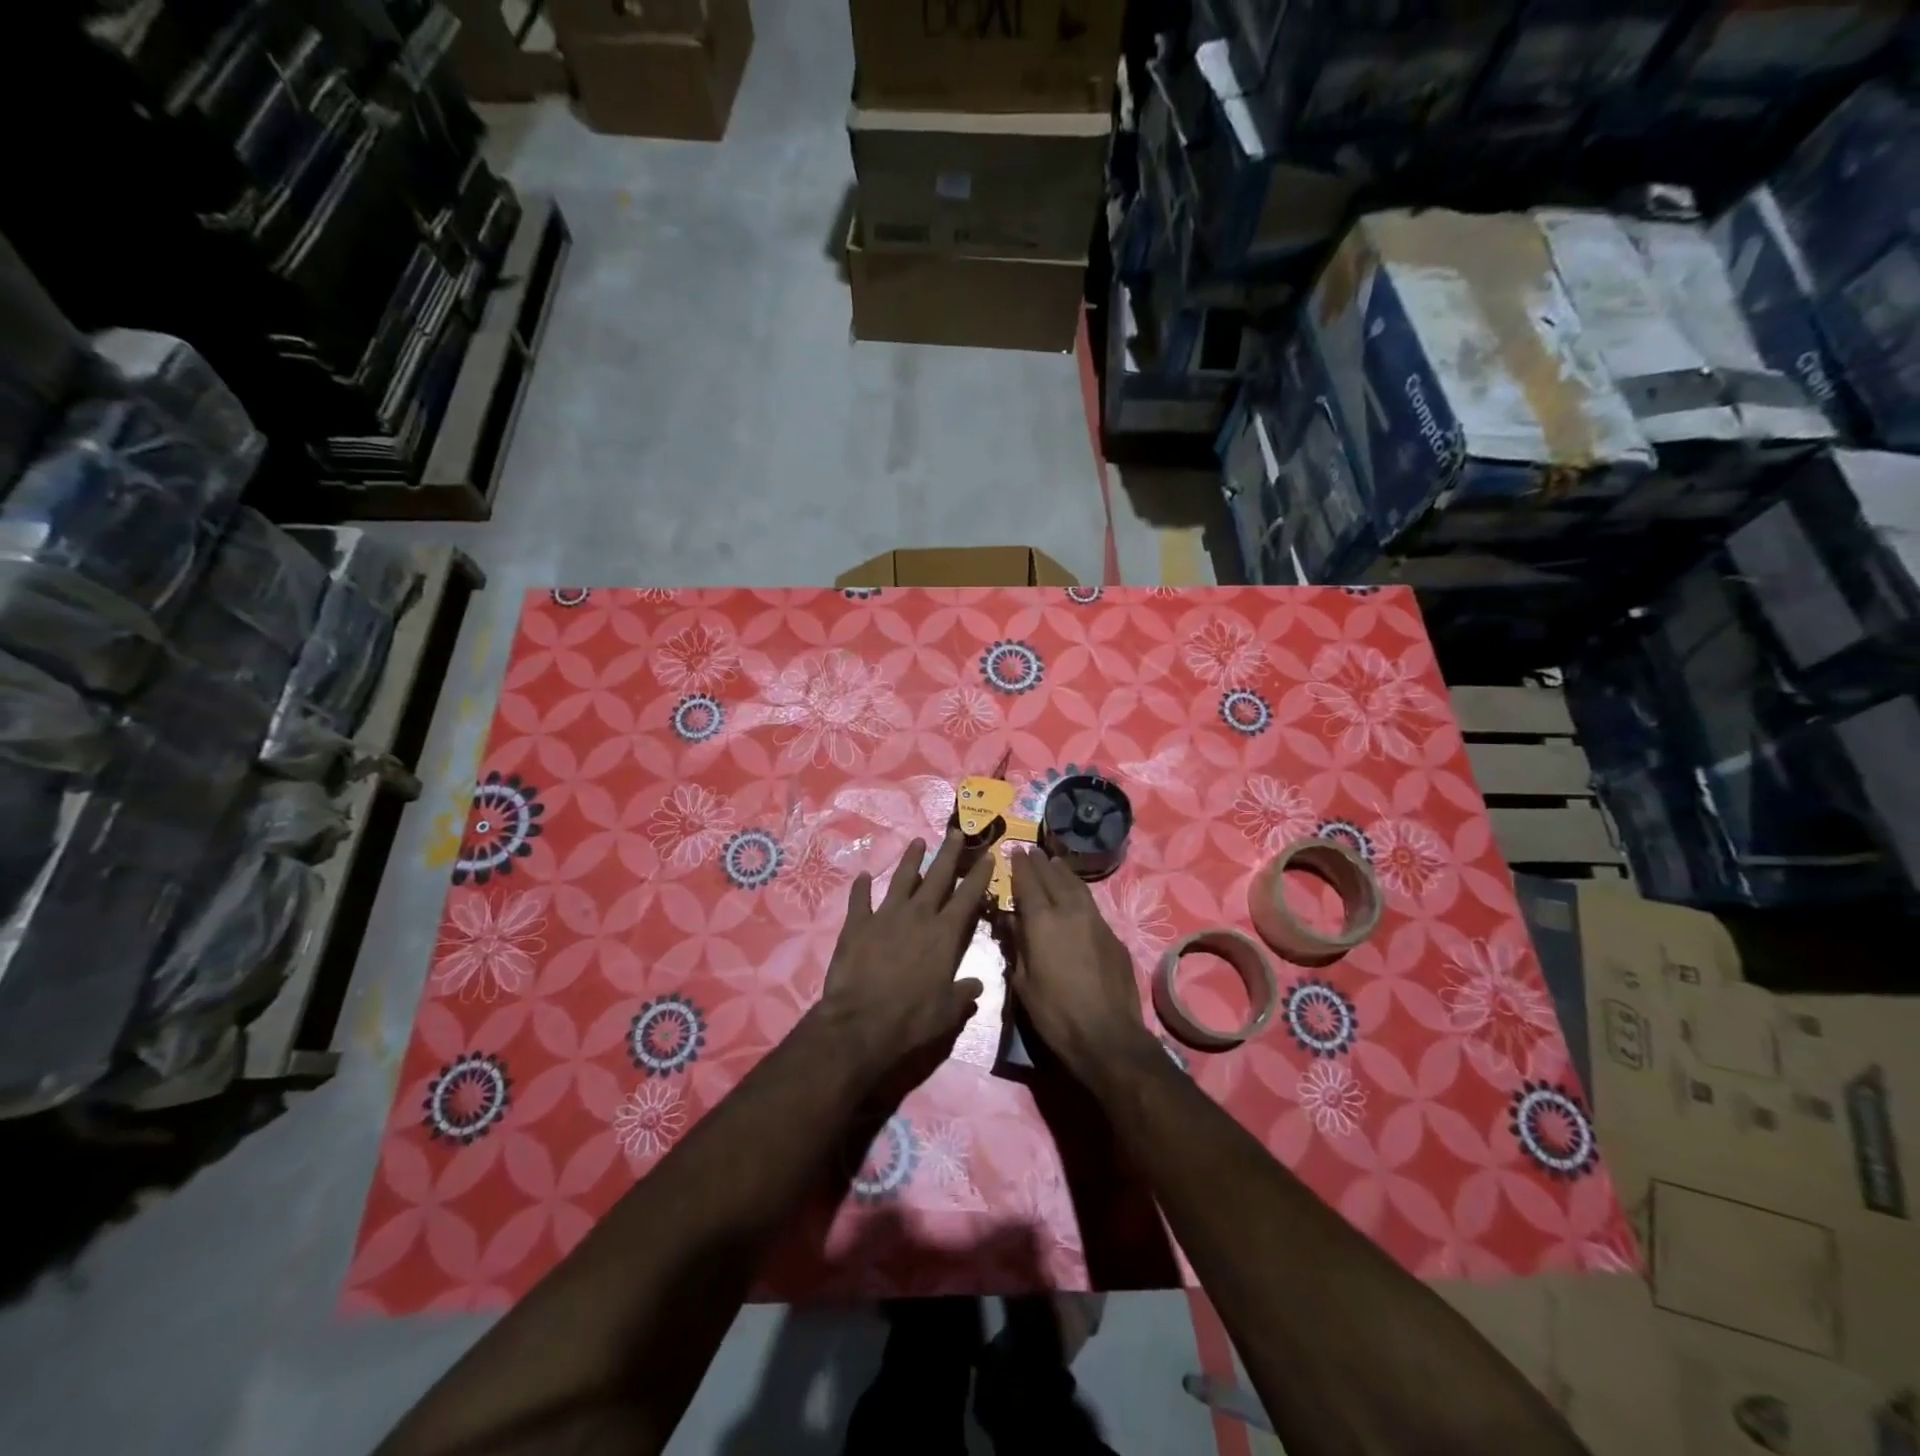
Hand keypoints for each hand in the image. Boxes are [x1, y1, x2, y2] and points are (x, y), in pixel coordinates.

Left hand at [816, 832, 994, 1079]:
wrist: (860, 1023)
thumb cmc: (911, 1019)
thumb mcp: (947, 1012)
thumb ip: (964, 994)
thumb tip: (978, 985)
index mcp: (944, 934)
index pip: (968, 897)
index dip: (979, 875)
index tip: (988, 855)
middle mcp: (918, 916)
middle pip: (937, 876)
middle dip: (949, 853)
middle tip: (956, 832)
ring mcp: (885, 916)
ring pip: (901, 879)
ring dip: (910, 860)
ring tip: (917, 842)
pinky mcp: (857, 924)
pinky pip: (860, 899)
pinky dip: (860, 887)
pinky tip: (862, 876)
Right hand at [1009, 850, 1155, 1082]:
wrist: (1107, 1035)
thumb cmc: (1054, 1013)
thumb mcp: (1022, 982)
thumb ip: (1016, 945)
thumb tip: (1010, 920)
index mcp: (1042, 922)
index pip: (1028, 883)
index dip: (1020, 866)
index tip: (1014, 850)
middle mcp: (1070, 912)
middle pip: (1053, 877)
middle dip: (1041, 862)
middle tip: (1032, 850)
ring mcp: (1095, 921)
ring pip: (1077, 886)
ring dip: (1063, 872)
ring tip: (1055, 863)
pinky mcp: (1113, 936)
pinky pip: (1091, 904)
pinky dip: (1079, 892)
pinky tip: (1076, 896)